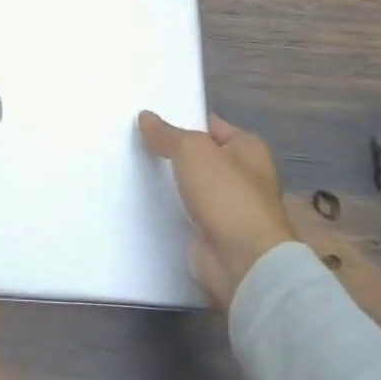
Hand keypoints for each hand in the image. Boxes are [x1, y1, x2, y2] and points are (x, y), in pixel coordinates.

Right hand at [138, 110, 296, 311]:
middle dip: (173, 153)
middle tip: (135, 141)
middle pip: (200, 158)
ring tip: (131, 168)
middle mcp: (242, 177)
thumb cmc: (227, 194)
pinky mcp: (212, 235)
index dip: (186, 121)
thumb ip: (167, 134)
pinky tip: (140, 201)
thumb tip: (145, 116)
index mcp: (248, 149)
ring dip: (169, 183)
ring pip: (190, 187)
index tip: (152, 118)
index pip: (213, 126)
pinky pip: (184, 214)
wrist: (242, 263)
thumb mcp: (192, 150)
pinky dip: (168, 210)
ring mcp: (227, 209)